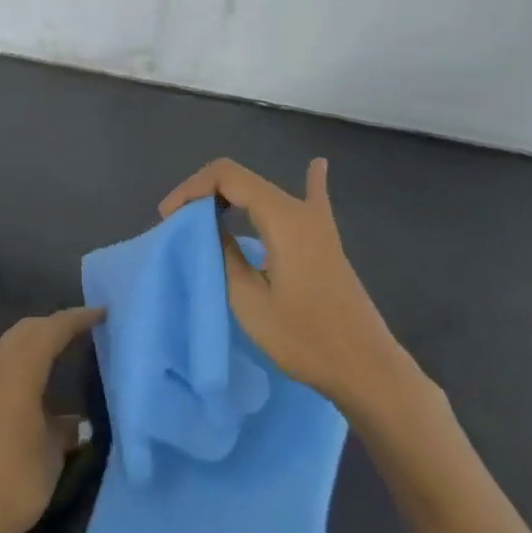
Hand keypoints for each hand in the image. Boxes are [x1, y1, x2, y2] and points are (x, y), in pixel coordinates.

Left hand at [0, 308, 99, 532]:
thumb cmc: (13, 483)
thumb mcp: (51, 456)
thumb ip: (65, 429)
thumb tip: (76, 423)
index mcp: (16, 374)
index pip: (49, 331)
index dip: (76, 319)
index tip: (100, 315)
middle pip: (22, 333)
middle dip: (50, 326)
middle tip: (78, 331)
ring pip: (3, 352)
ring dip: (28, 347)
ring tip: (54, 358)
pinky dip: (12, 370)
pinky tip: (24, 394)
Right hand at [160, 158, 428, 418]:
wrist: (363, 366)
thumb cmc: (302, 337)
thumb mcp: (247, 299)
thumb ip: (223, 253)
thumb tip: (207, 226)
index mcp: (283, 217)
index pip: (227, 176)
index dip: (191, 189)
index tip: (168, 219)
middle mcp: (302, 210)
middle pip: (244, 180)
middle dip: (205, 194)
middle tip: (179, 225)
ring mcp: (318, 224)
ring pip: (265, 192)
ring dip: (232, 197)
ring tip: (206, 216)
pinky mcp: (326, 242)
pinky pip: (313, 200)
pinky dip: (307, 182)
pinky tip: (316, 166)